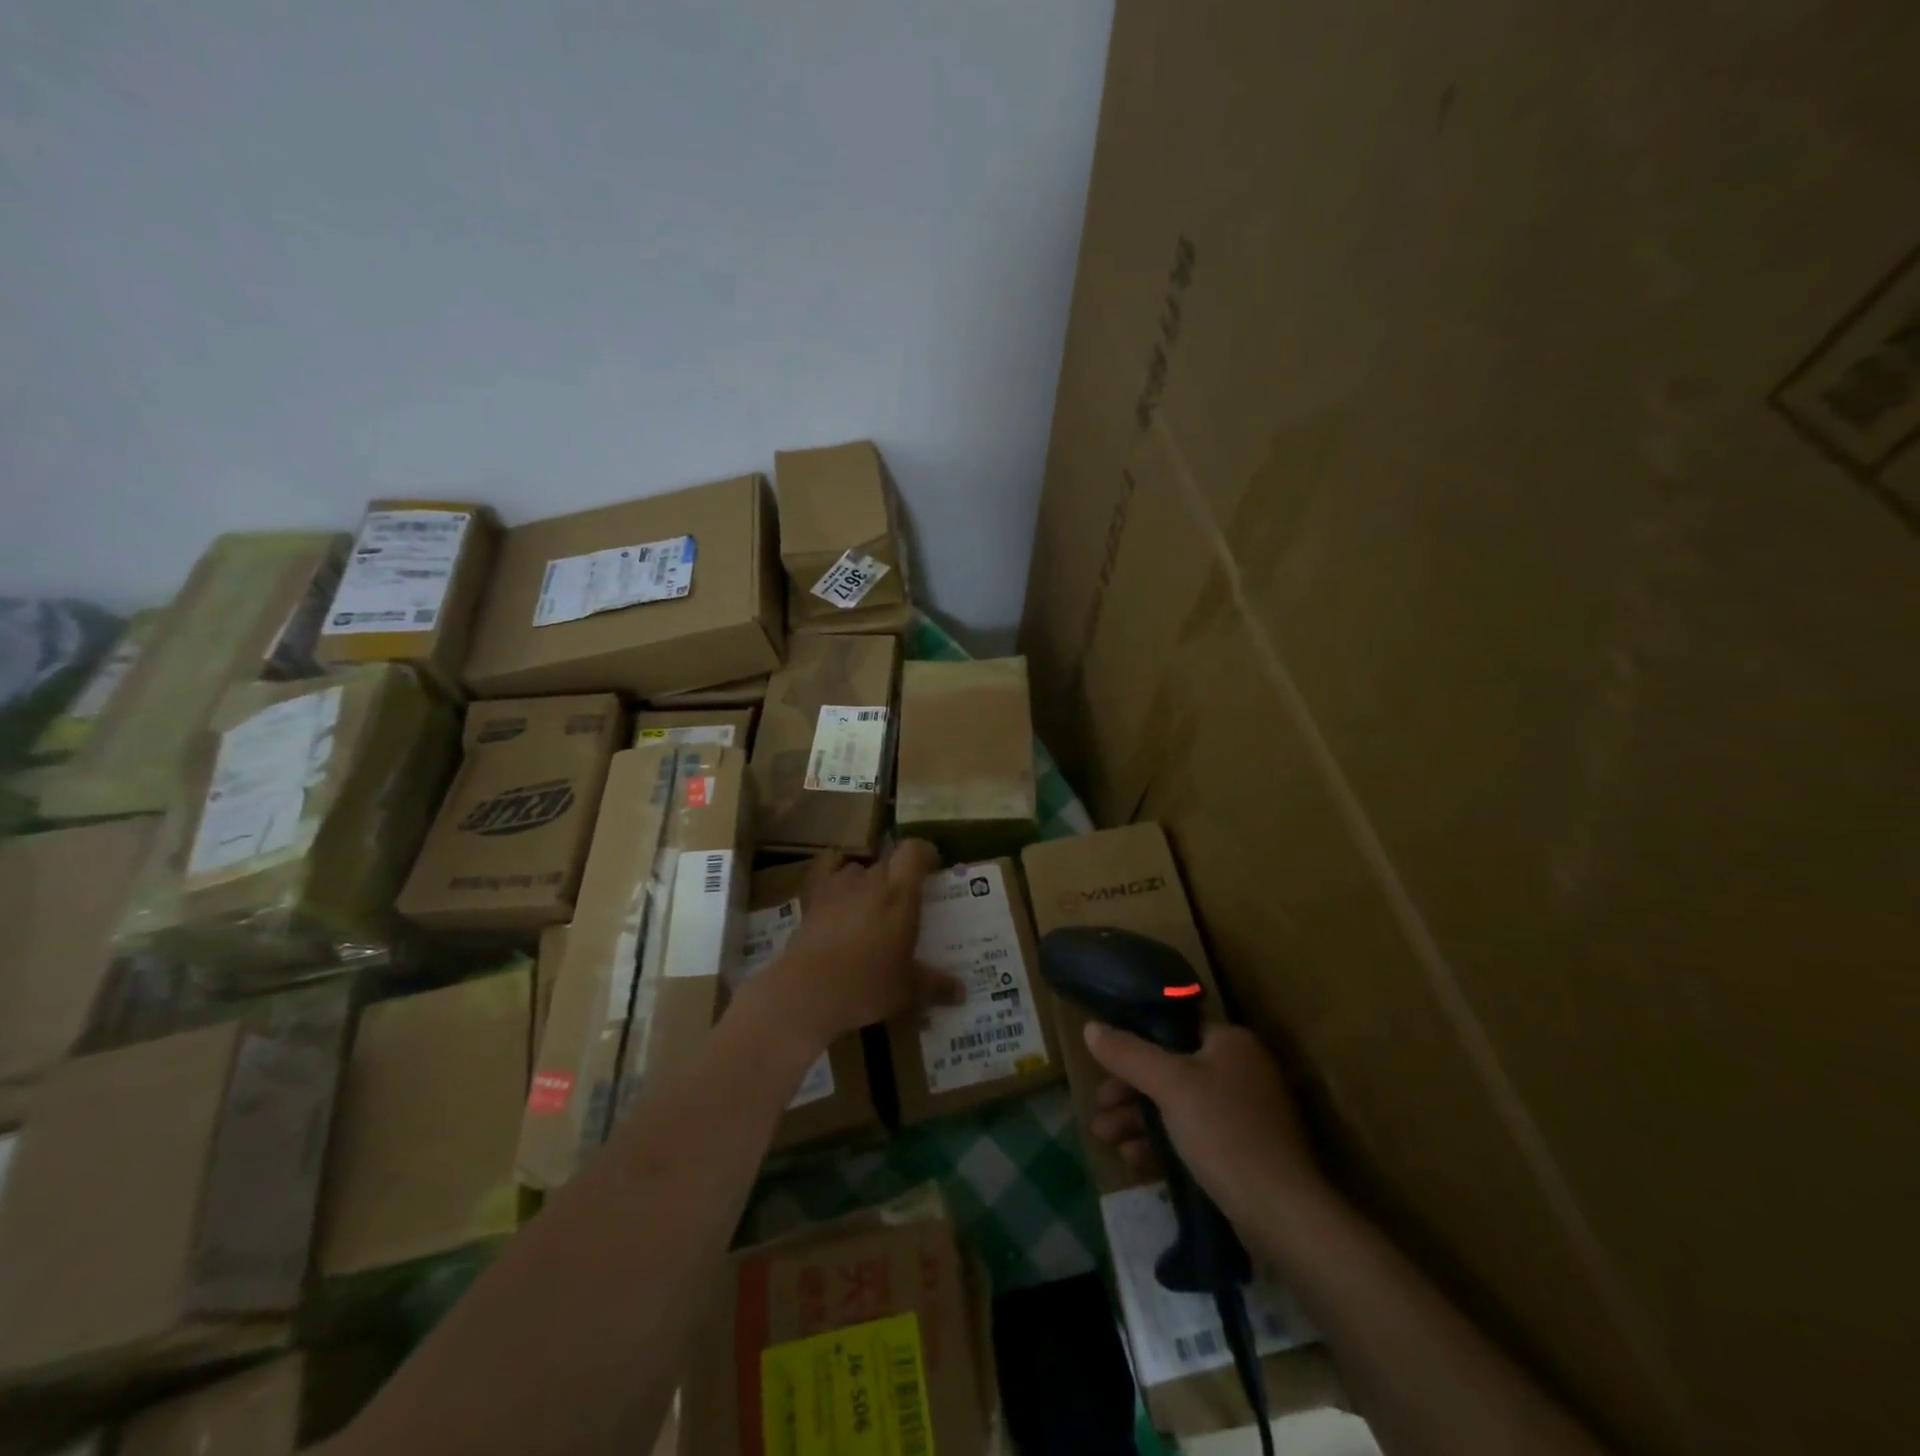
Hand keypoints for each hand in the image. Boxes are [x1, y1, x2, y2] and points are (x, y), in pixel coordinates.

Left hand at [753, 840, 963, 1049]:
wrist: (808, 990)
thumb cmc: (867, 985)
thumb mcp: (908, 990)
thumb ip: (936, 985)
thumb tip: (962, 992)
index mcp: (901, 895)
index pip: (914, 852)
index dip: (924, 853)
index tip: (932, 867)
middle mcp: (872, 881)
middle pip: (888, 861)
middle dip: (898, 875)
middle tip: (903, 900)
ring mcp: (839, 886)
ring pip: (859, 868)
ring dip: (867, 879)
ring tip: (870, 904)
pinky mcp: (813, 897)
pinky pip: (826, 869)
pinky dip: (833, 869)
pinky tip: (837, 885)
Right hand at [1084, 1021, 1323, 1225]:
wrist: (1282, 1215)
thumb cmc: (1225, 1132)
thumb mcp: (1170, 1086)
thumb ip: (1128, 1054)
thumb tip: (1090, 1027)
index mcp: (1231, 1043)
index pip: (1174, 1028)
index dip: (1135, 1042)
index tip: (1105, 1061)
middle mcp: (1239, 1071)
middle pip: (1170, 1070)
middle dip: (1129, 1091)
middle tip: (1098, 1106)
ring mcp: (1242, 1114)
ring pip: (1177, 1106)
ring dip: (1137, 1120)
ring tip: (1103, 1136)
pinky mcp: (1240, 1153)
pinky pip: (1190, 1136)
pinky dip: (1161, 1144)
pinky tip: (1131, 1160)